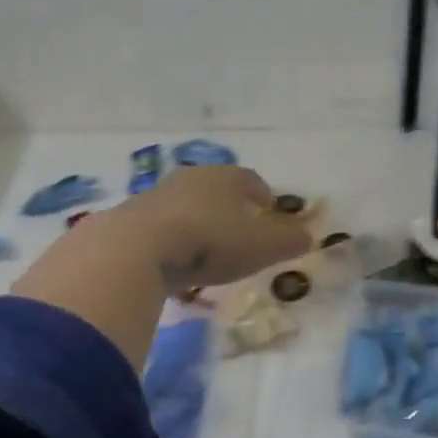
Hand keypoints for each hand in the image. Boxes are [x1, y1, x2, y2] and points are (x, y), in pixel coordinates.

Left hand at [109, 165, 311, 291]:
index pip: (249, 179)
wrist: (136, 248)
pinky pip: (160, 226)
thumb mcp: (260, 246)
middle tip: (238, 224)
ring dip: (197, 220)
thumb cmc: (209, 240)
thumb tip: (308, 237)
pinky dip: (171, 237)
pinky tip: (173, 259)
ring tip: (205, 245)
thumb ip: (287, 241)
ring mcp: (157, 196)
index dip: (261, 192)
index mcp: (224, 178)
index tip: (267, 205)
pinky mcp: (130, 218)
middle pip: (214, 187)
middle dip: (228, 204)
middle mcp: (191, 178)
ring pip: (186, 204)